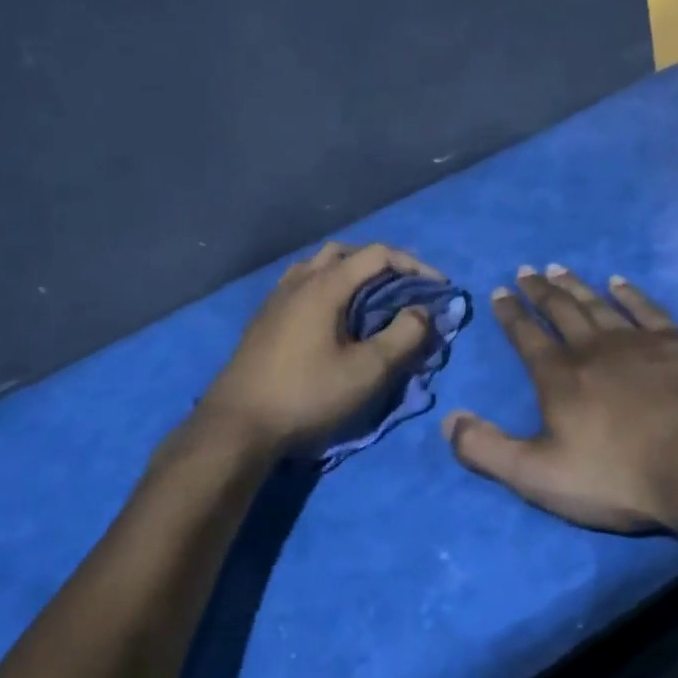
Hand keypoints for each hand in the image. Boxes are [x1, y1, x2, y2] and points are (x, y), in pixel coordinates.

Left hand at [198, 242, 441, 455]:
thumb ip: (403, 337)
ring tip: (372, 300)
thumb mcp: (367, 371)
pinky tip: (335, 318)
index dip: (415, 266)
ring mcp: (277, 297)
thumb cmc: (307, 395)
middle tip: (405, 290)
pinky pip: (304, 284)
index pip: (378, 254)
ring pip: (320, 266)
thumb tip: (424, 311)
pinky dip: (330, 287)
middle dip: (383, 265)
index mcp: (324, 285)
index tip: (439, 289)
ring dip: (352, 274)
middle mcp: (299, 280)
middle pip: (347, 252)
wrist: (238, 424)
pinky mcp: (265, 317)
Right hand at [443, 265, 677, 534]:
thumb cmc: (617, 474)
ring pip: (598, 304)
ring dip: (576, 286)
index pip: (526, 336)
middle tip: (526, 270)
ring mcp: (637, 342)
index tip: (499, 292)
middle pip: (560, 311)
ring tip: (559, 268)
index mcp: (558, 377)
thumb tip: (448, 420)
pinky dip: (630, 294)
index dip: (510, 314)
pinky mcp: (677, 345)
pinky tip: (619, 283)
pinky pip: (646, 309)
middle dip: (539, 290)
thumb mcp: (538, 476)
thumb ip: (487, 450)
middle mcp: (592, 348)